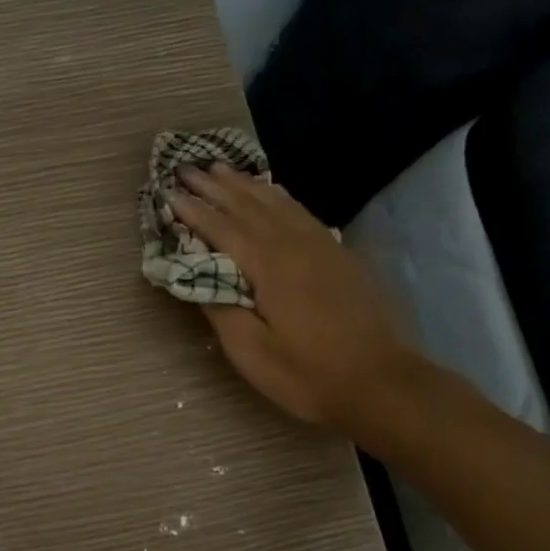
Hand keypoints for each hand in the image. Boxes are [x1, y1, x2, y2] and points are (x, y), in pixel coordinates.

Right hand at [169, 163, 415, 433]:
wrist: (382, 383)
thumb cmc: (308, 373)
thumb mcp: (251, 352)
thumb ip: (220, 309)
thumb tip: (195, 277)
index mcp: (270, 265)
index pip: (222, 228)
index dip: (193, 210)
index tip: (168, 191)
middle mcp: (296, 244)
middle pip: (249, 205)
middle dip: (215, 186)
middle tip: (186, 167)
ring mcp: (322, 246)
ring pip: (278, 203)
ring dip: (246, 184)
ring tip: (222, 168)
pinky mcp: (340, 255)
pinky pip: (301, 212)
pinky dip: (279, 197)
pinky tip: (272, 193)